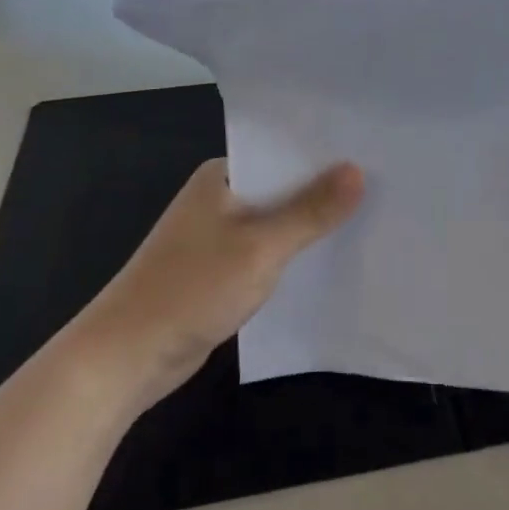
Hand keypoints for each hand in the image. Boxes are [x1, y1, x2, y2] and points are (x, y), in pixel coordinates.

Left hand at [74, 158, 363, 407]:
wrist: (126, 356)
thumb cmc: (192, 288)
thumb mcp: (260, 247)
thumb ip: (310, 211)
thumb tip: (358, 171)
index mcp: (222, 175)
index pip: (283, 152)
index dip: (325, 155)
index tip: (373, 154)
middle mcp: (220, 197)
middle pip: (282, 187)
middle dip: (323, 192)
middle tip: (382, 187)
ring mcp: (217, 234)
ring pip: (276, 222)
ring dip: (309, 226)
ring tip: (368, 219)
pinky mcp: (219, 270)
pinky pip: (266, 252)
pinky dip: (292, 255)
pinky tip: (329, 261)